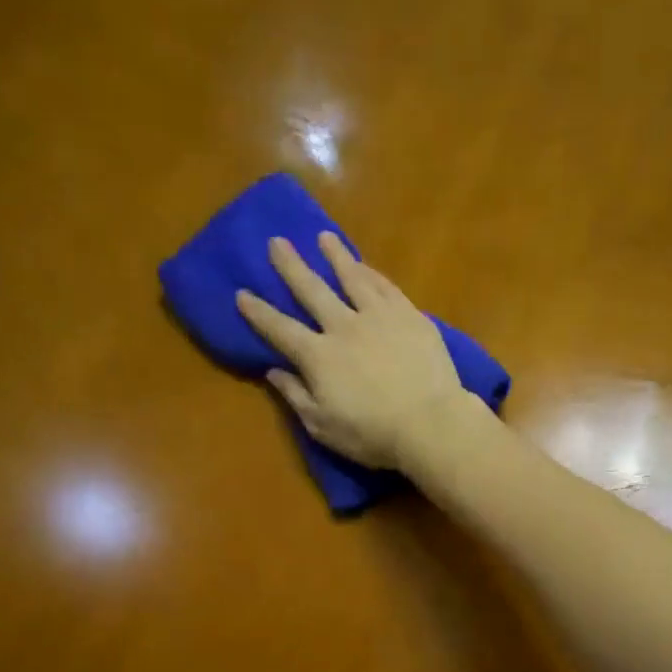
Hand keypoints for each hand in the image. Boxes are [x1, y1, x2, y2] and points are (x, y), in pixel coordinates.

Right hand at [237, 233, 470, 469]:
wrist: (430, 423)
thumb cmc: (372, 434)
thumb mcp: (323, 426)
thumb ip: (296, 396)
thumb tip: (274, 372)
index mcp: (318, 356)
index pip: (280, 329)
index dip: (259, 312)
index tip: (242, 293)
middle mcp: (343, 326)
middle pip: (312, 290)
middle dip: (291, 266)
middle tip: (277, 241)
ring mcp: (379, 316)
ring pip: (352, 277)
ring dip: (335, 256)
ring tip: (324, 237)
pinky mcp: (410, 316)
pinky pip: (386, 286)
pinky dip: (371, 273)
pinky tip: (365, 265)